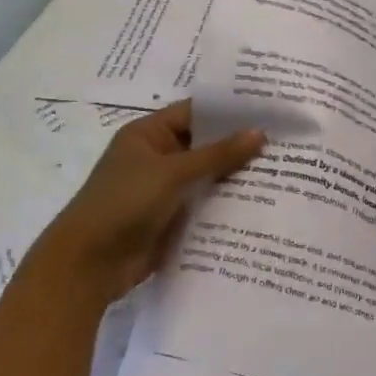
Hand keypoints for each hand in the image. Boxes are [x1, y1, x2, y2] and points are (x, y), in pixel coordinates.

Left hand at [31, 102, 264, 300]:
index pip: (196, 112)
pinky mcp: (173, 218)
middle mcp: (158, 157)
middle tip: (286, 141)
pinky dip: (229, 202)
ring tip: (285, 169)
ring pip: (208, 176)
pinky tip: (264, 201)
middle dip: (240, 145)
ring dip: (238, 176)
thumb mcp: (173, 173)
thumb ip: (218, 154)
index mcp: (149, 134)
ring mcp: (165, 189)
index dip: (231, 111)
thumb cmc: (124, 204)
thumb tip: (260, 133)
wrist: (89, 264)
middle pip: (206, 144)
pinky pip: (206, 203)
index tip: (270, 110)